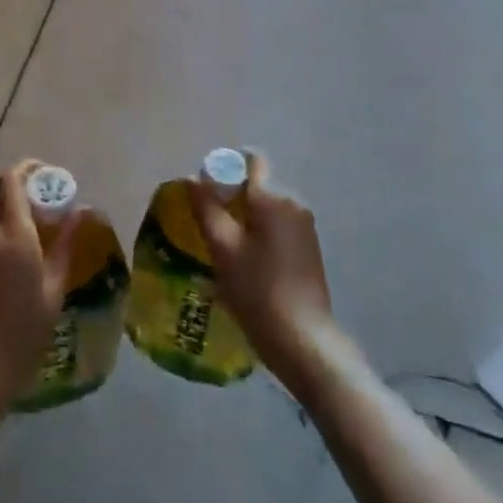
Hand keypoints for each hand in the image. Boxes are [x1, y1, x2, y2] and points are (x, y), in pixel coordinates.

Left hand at [0, 161, 76, 412]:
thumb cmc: (18, 338)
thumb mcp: (52, 294)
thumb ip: (64, 247)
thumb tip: (81, 212)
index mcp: (11, 233)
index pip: (11, 179)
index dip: (29, 170)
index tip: (47, 180)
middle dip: (20, 205)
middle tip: (43, 229)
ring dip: (4, 231)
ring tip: (25, 263)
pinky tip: (2, 285)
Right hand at [189, 150, 336, 391]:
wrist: (303, 341)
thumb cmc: (257, 290)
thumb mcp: (223, 248)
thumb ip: (206, 208)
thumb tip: (194, 177)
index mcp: (273, 198)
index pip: (250, 161)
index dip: (225, 168)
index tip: (205, 192)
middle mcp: (293, 204)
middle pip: (256, 186)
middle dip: (230, 198)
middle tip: (207, 227)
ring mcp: (304, 228)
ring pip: (265, 209)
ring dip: (243, 220)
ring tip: (222, 250)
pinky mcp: (308, 250)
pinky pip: (277, 228)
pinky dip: (258, 236)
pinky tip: (245, 265)